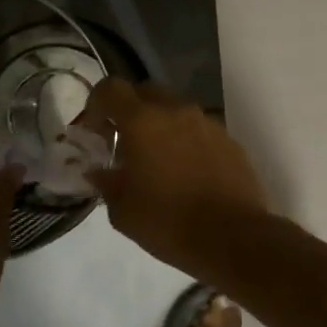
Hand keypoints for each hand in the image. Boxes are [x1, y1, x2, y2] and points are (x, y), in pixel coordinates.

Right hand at [79, 79, 269, 279]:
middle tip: (123, 143)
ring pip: (175, 110)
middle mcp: (176, 111)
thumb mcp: (122, 210)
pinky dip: (186, 142)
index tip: (93, 131)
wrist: (232, 238)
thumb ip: (106, 182)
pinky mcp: (230, 141)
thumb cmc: (167, 222)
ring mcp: (207, 123)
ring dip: (160, 126)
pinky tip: (186, 173)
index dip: (96, 104)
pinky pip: (199, 130)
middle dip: (129, 111)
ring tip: (157, 161)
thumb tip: (99, 172)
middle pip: (145, 92)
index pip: (111, 89)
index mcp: (142, 121)